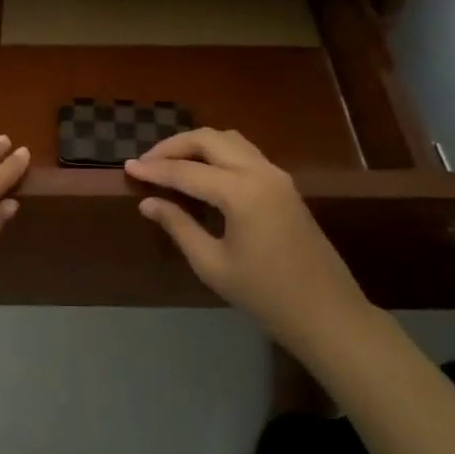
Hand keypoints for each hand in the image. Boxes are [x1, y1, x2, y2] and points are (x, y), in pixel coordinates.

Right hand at [125, 129, 372, 359]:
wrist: (327, 314)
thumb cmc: (266, 296)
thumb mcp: (213, 265)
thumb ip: (179, 226)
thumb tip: (149, 202)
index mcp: (241, 192)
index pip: (187, 171)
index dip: (154, 169)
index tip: (127, 167)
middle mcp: (260, 172)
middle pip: (209, 139)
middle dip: (174, 146)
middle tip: (147, 162)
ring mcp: (276, 175)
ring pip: (229, 140)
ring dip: (197, 144)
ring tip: (171, 163)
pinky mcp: (284, 184)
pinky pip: (244, 152)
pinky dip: (217, 153)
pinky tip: (202, 172)